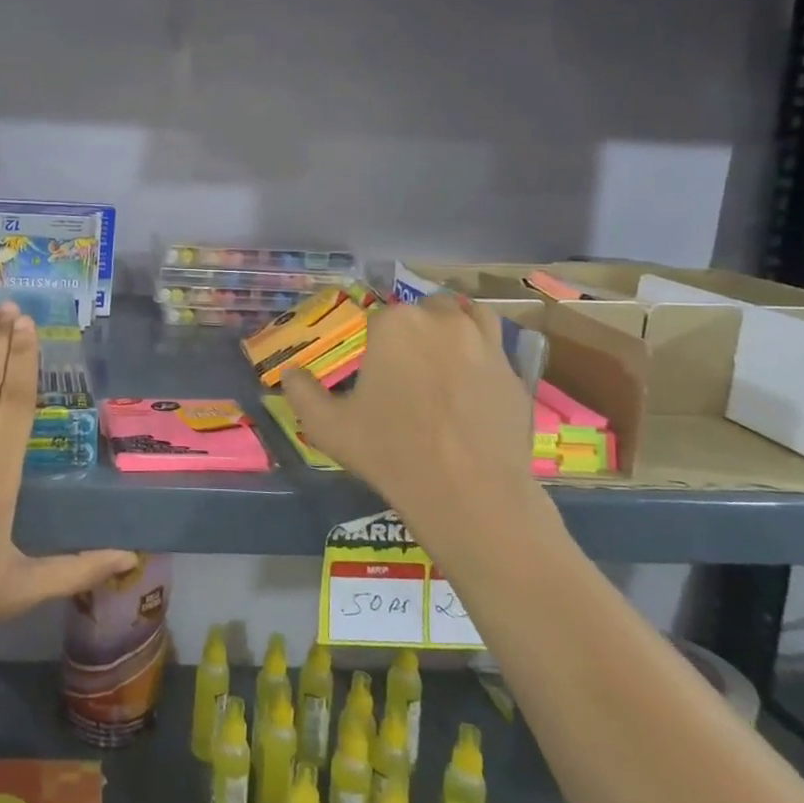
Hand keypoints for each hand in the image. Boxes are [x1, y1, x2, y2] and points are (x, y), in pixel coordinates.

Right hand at [283, 294, 548, 553]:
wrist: (470, 492)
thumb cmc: (390, 452)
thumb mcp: (327, 426)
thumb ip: (302, 392)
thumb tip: (289, 372)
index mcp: (394, 325)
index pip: (377, 317)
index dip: (370, 341)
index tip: (369, 369)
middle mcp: (441, 320)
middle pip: (422, 309)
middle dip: (412, 330)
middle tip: (402, 368)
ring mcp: (485, 342)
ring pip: (465, 316)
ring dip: (450, 328)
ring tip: (439, 360)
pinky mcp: (514, 370)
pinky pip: (493, 347)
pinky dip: (479, 353)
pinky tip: (468, 383)